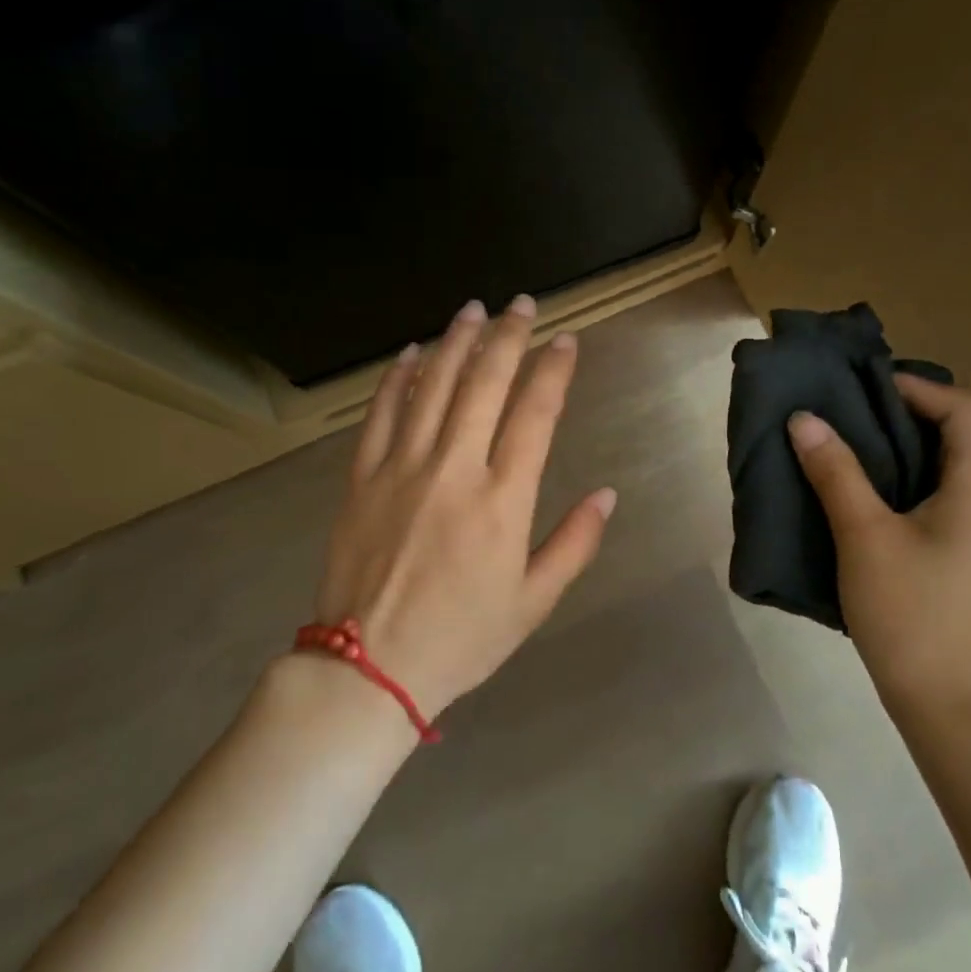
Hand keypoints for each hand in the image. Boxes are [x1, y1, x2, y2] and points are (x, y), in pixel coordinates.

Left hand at [314, 296, 615, 717]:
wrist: (369, 668)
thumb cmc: (462, 637)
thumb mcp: (534, 602)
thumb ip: (574, 543)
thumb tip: (608, 493)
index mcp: (502, 501)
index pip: (534, 415)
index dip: (553, 371)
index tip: (565, 340)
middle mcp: (454, 470)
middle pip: (484, 385)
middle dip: (507, 337)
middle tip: (522, 303)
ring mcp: (402, 469)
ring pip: (432, 387)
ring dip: (455, 342)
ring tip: (473, 309)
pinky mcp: (362, 477)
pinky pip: (380, 415)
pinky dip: (396, 379)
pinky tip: (410, 354)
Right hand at [788, 374, 970, 720]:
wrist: (947, 708)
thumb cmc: (910, 613)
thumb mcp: (864, 535)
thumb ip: (836, 472)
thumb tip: (805, 419)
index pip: (966, 410)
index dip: (920, 387)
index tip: (866, 389)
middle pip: (957, 435)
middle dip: (904, 414)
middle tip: (847, 411)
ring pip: (945, 470)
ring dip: (900, 450)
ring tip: (845, 446)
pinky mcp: (962, 560)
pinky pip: (937, 500)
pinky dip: (902, 483)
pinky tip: (860, 498)